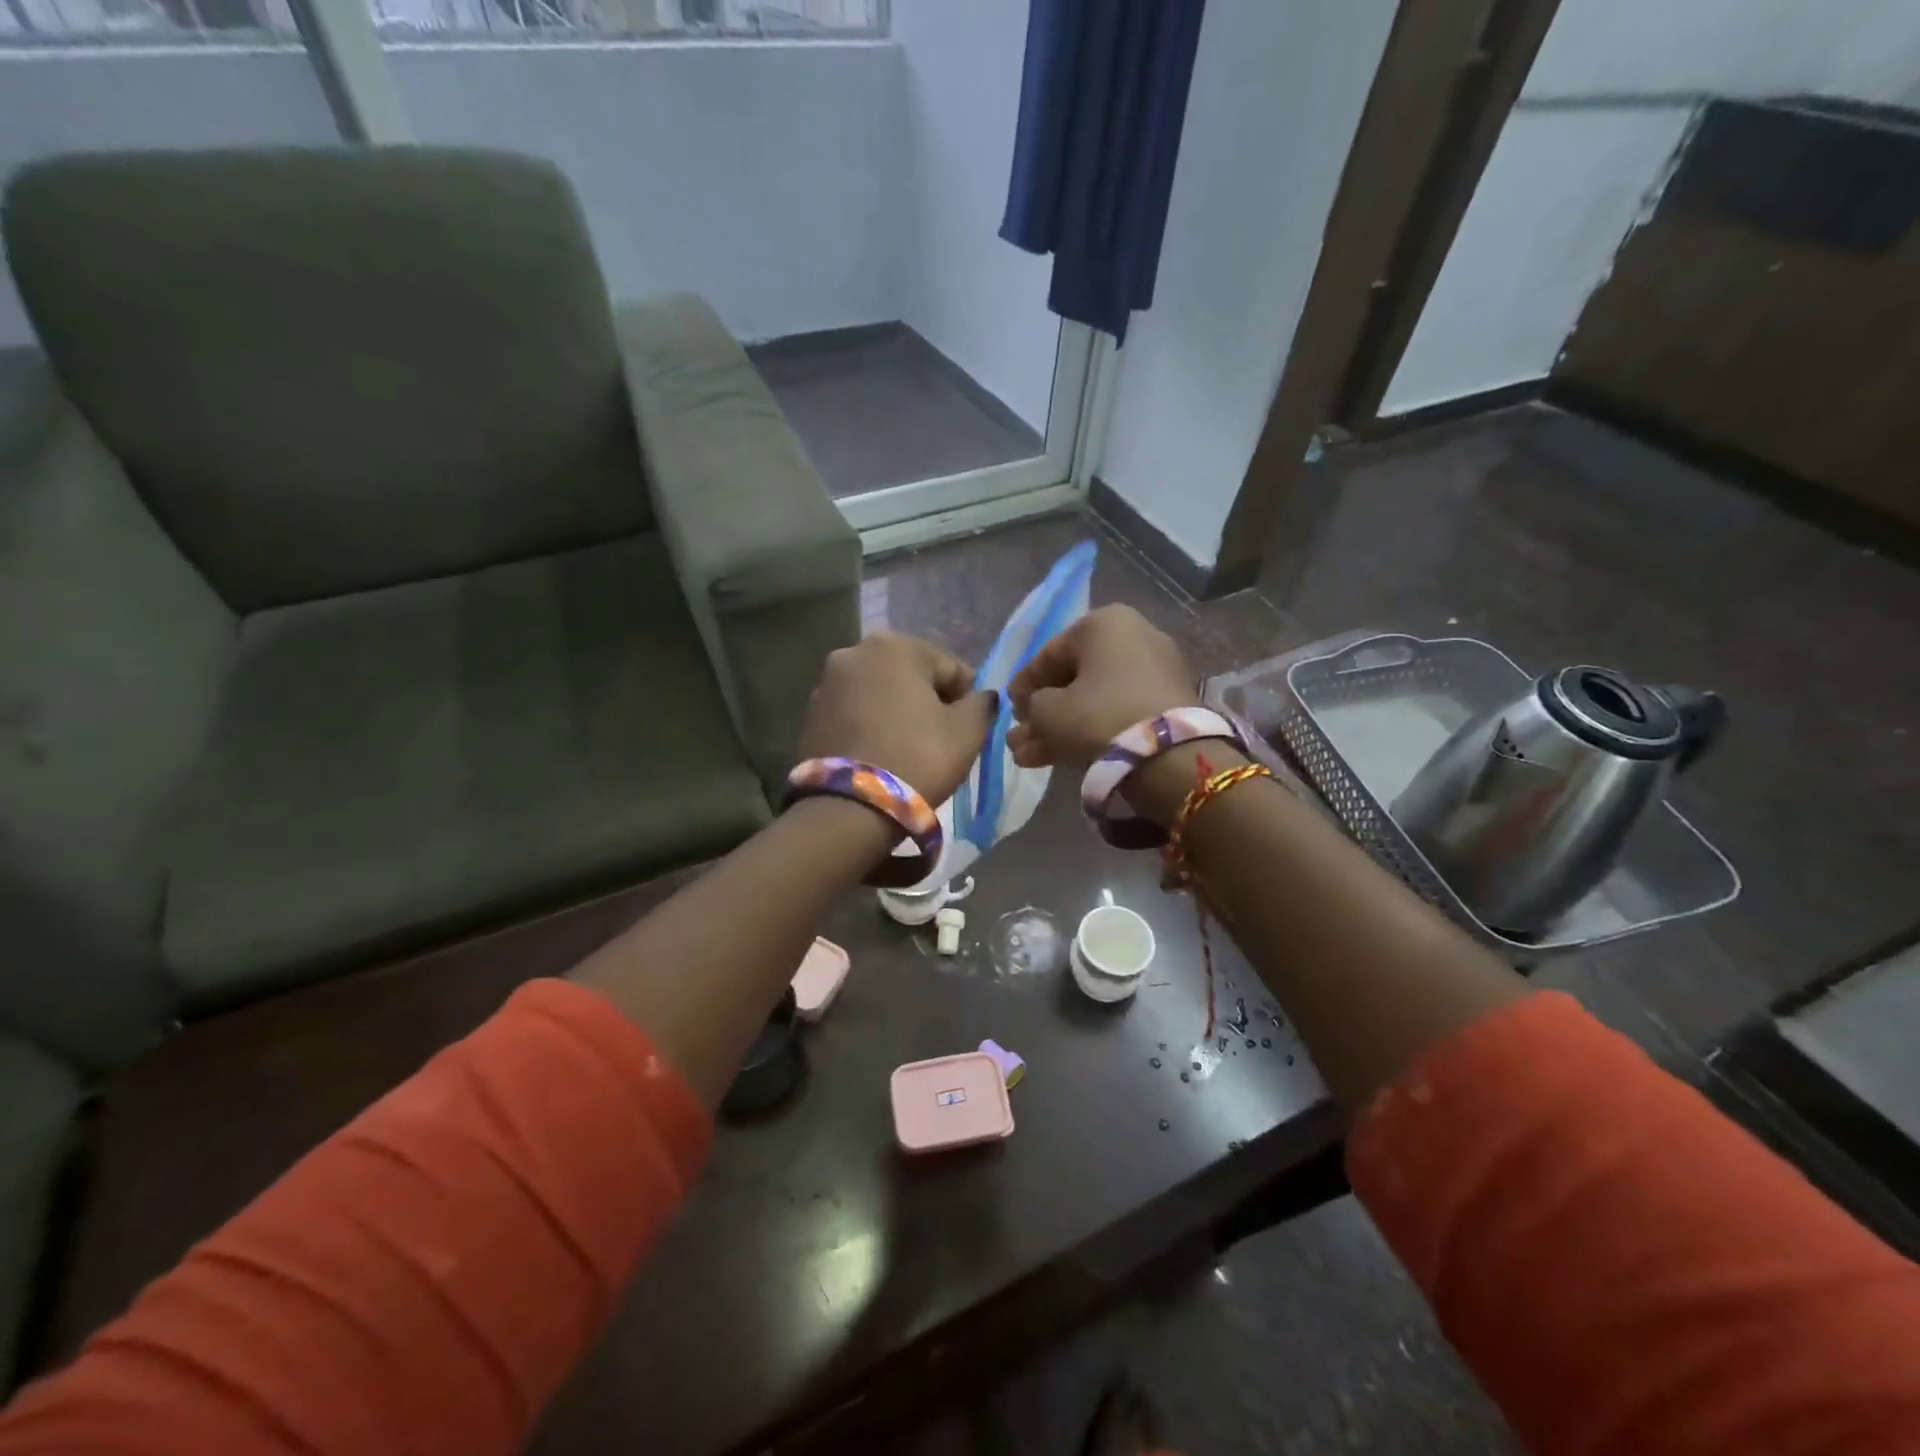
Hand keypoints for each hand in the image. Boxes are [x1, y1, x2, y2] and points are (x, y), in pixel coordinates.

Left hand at [796, 632, 996, 806]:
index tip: (969, 728)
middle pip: (909, 674)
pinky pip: (853, 712)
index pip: (949, 667)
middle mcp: (855, 651)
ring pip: (878, 692)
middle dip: (927, 701)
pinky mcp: (810, 713)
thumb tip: (981, 697)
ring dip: (896, 711)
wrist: (850, 807)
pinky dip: (869, 724)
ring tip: (907, 748)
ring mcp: (826, 682)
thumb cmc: (918, 758)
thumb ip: (981, 704)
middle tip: (939, 738)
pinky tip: (880, 752)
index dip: (965, 698)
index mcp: (896, 646)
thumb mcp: (967, 732)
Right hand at [1006, 605, 1198, 768]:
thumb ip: (1032, 706)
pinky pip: (1117, 711)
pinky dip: (1090, 730)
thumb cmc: (1098, 716)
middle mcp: (1133, 636)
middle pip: (1073, 679)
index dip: (1023, 685)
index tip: (1009, 709)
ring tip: (1028, 757)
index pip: (1049, 653)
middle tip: (1019, 736)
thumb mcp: (1048, 711)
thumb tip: (1035, 710)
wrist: (1169, 755)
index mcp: (1103, 623)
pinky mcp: (1167, 704)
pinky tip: (1057, 759)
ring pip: (1093, 700)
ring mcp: (1155, 671)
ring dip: (1059, 728)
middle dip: (1042, 712)